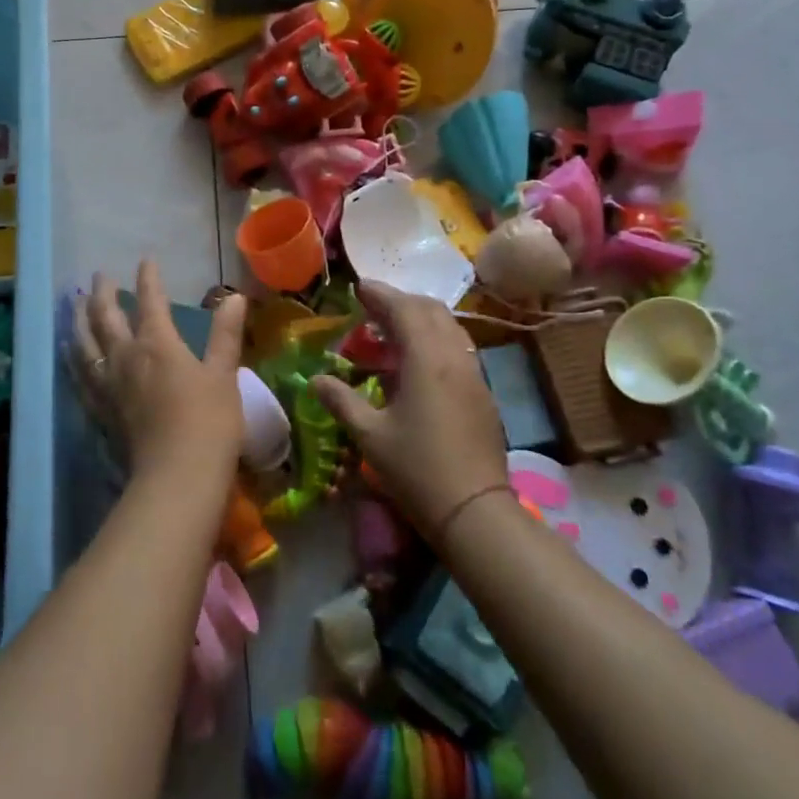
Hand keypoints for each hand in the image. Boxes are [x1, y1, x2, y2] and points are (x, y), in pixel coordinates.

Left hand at [73, 260, 247, 483]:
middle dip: (103, 292)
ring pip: (85, 342)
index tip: (146, 260)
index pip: (150, 301)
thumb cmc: (209, 422)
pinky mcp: (101, 410)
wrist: (177, 477)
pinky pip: (80, 376)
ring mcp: (109, 384)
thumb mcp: (224, 374)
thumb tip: (235, 297)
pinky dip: (73, 358)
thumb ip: (225, 334)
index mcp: (158, 343)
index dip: (148, 279)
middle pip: (106, 316)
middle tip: (99, 275)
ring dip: (79, 319)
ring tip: (75, 304)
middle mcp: (126, 356)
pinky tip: (69, 353)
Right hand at [314, 281, 507, 535]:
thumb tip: (316, 379)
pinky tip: (417, 362)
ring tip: (392, 331)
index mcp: (426, 359)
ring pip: (448, 327)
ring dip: (421, 318)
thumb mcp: (370, 435)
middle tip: (372, 308)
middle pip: (430, 310)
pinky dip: (435, 339)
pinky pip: (458, 347)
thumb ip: (341, 400)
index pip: (403, 309)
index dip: (379, 294)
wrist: (475, 511)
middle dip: (401, 301)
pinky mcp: (482, 392)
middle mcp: (454, 356)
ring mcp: (473, 373)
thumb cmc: (418, 470)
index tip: (358, 287)